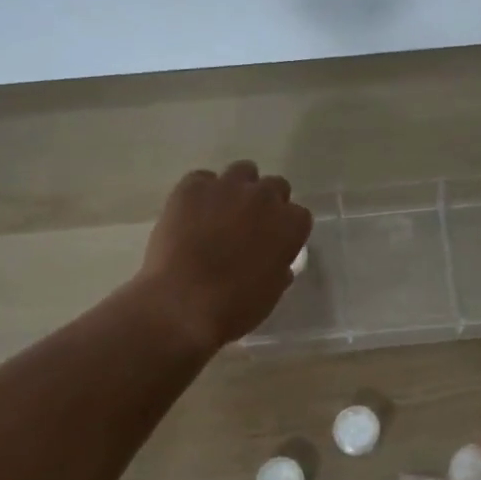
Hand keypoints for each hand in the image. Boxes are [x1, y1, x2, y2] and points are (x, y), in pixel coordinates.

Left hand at [136, 162, 311, 351]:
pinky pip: (202, 179)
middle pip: (274, 186)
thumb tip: (276, 262)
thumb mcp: (270, 292)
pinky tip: (191, 215)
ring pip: (242, 172)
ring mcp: (227, 187)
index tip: (274, 243)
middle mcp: (264, 197)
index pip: (299, 215)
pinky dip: (201, 193)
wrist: (181, 304)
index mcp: (290, 225)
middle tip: (249, 226)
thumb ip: (279, 267)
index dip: (286, 229)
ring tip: (220, 213)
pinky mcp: (192, 187)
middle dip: (266, 203)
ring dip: (238, 189)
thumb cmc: (234, 307)